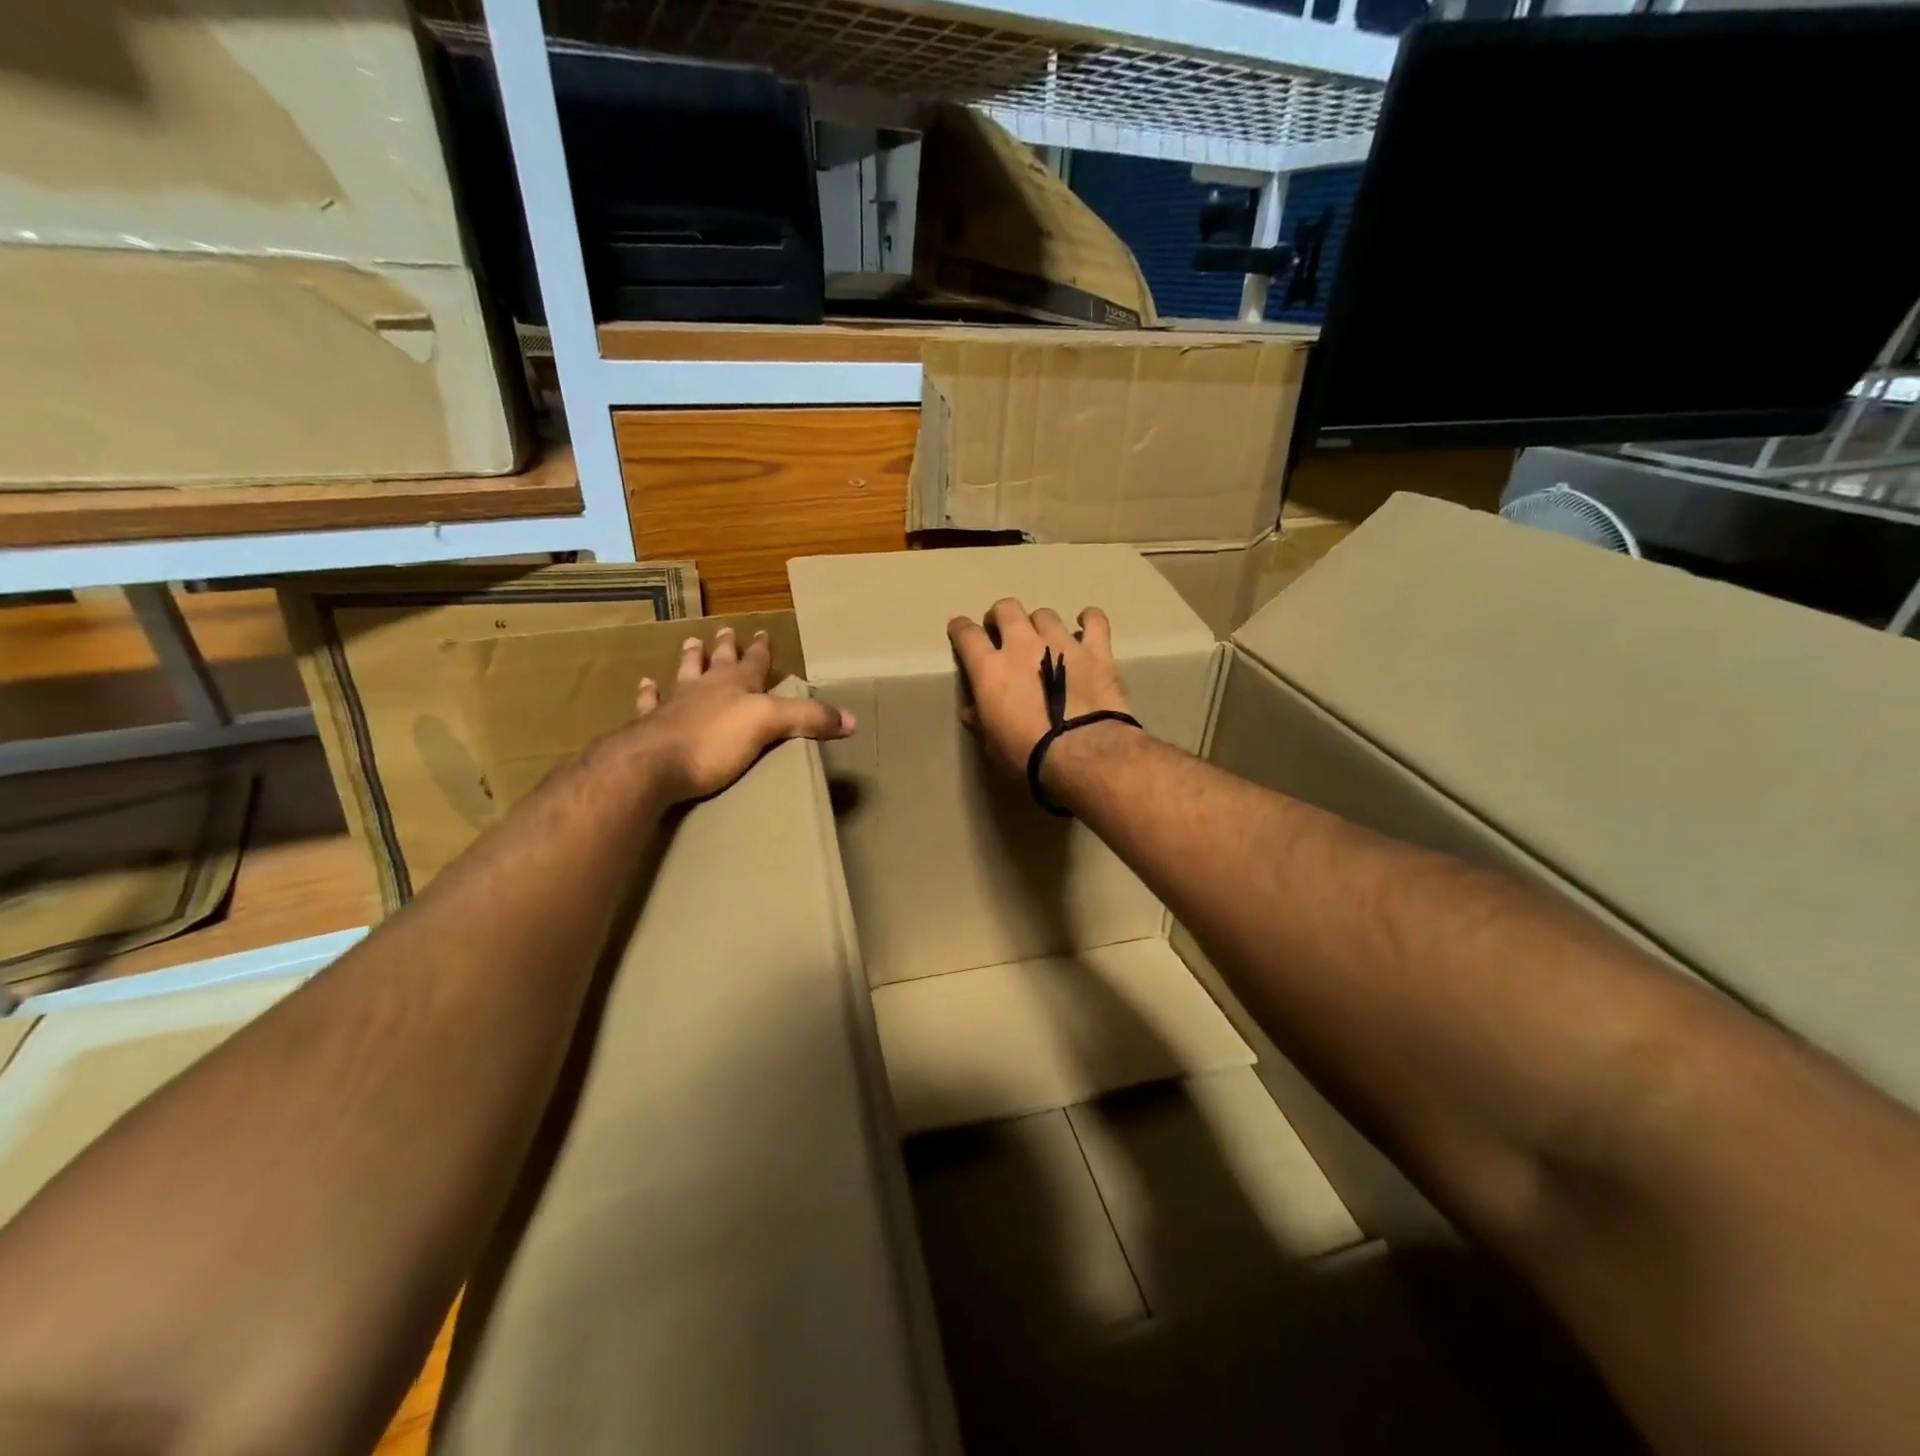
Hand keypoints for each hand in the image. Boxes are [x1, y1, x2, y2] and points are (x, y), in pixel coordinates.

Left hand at [628, 628, 854, 802]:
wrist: (651, 765)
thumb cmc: (714, 742)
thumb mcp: (771, 725)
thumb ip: (809, 719)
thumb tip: (852, 720)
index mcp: (736, 686)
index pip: (754, 662)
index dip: (761, 649)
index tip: (763, 632)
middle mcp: (704, 688)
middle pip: (716, 661)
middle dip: (724, 646)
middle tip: (724, 630)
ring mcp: (673, 705)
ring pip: (683, 674)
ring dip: (688, 659)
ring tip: (689, 643)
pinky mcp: (649, 727)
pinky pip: (649, 703)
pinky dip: (648, 693)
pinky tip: (645, 684)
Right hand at [946, 599, 1131, 780]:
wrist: (1081, 754)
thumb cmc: (1027, 755)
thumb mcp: (992, 744)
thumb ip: (981, 720)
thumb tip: (972, 711)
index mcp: (990, 668)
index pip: (967, 635)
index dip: (961, 629)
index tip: (960, 629)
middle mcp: (1022, 645)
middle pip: (1007, 610)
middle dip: (1001, 616)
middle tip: (1002, 630)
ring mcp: (1061, 643)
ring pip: (1045, 615)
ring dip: (1039, 623)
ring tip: (1043, 636)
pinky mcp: (1096, 651)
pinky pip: (1094, 621)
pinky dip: (1088, 619)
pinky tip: (1085, 623)